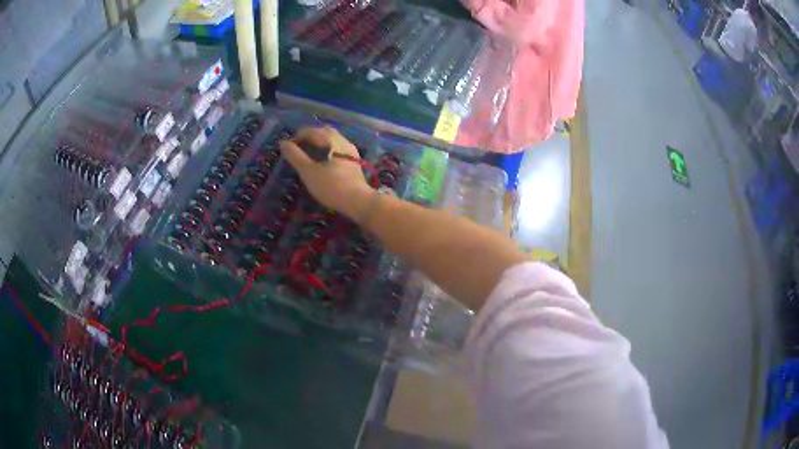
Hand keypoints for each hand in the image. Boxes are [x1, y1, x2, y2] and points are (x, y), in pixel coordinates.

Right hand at [279, 127, 372, 217]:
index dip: (297, 137)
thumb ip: (295, 156)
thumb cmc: (331, 186)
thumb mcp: (309, 172)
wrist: (358, 201)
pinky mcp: (354, 160)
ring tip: (307, 154)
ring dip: (318, 143)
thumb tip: (283, 143)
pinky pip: (337, 148)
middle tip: (297, 148)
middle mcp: (343, 140)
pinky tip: (322, 160)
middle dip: (308, 137)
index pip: (311, 131)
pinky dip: (327, 149)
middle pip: (323, 132)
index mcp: (332, 140)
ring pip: (332, 139)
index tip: (287, 148)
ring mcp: (351, 150)